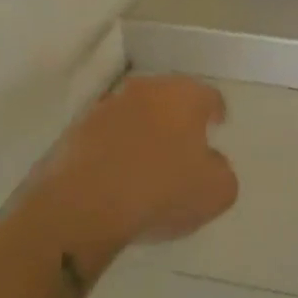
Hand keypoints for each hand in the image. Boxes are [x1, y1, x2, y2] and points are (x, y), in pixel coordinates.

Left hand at [48, 74, 237, 246]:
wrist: (82, 208)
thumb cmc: (160, 192)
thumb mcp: (216, 192)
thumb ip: (222, 171)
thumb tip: (211, 163)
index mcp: (185, 95)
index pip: (209, 96)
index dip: (216, 113)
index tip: (216, 130)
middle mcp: (147, 90)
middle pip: (170, 98)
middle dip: (178, 117)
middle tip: (183, 144)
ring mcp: (106, 107)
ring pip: (135, 113)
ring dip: (143, 130)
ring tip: (146, 162)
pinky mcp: (75, 130)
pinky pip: (106, 134)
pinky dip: (114, 147)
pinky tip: (116, 175)